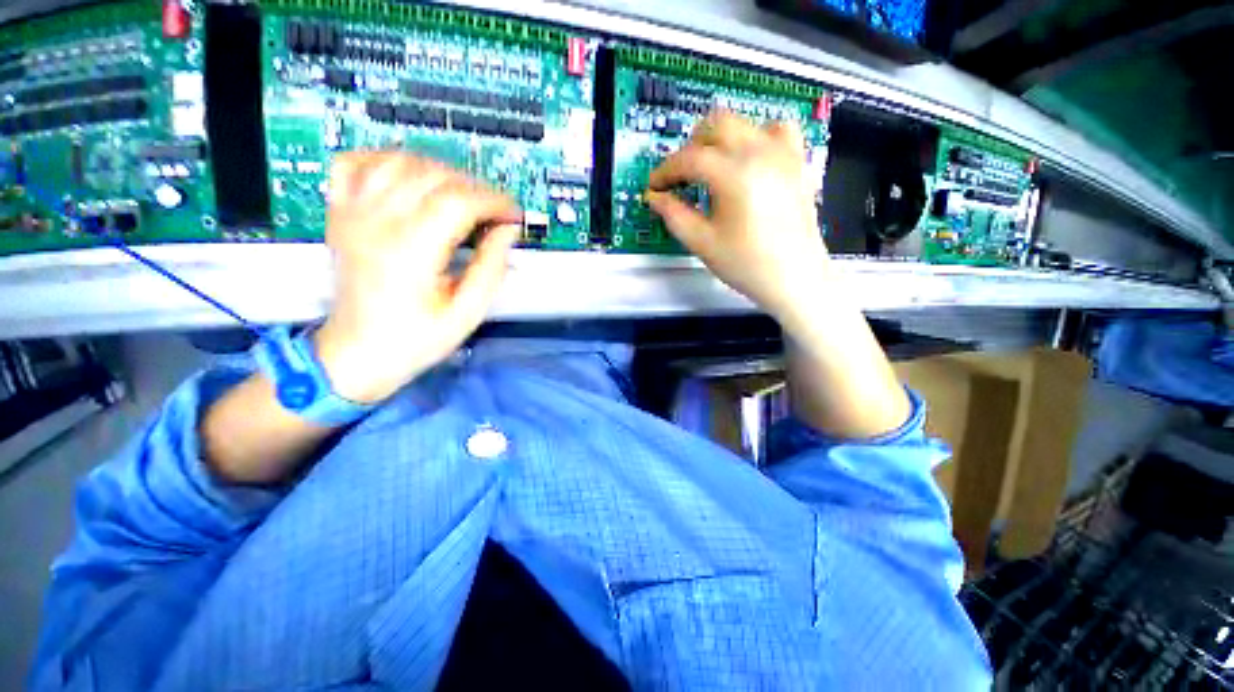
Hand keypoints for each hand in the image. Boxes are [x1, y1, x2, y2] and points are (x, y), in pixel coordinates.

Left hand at [313, 152, 521, 403]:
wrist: (358, 353)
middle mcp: (378, 223)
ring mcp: (353, 214)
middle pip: (434, 176)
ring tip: (461, 195)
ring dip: (440, 171)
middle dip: (475, 187)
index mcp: (410, 251)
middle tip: (494, 210)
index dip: (494, 201)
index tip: (512, 215)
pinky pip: (356, 162)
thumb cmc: (415, 339)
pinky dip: (386, 158)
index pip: (459, 201)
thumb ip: (491, 267)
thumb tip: (507, 230)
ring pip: (400, 161)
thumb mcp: (467, 313)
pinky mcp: (341, 214)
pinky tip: (409, 176)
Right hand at [646, 110, 830, 333]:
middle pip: (716, 124)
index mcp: (734, 174)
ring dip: (719, 138)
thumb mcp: (702, 243)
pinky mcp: (797, 161)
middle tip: (681, 178)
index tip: (654, 187)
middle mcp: (760, 152)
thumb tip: (654, 197)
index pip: (689, 158)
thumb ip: (674, 215)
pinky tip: (749, 159)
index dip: (665, 170)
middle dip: (690, 147)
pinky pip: (777, 129)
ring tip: (712, 168)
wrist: (794, 278)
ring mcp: (783, 153)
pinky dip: (756, 136)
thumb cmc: (746, 265)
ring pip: (743, 122)